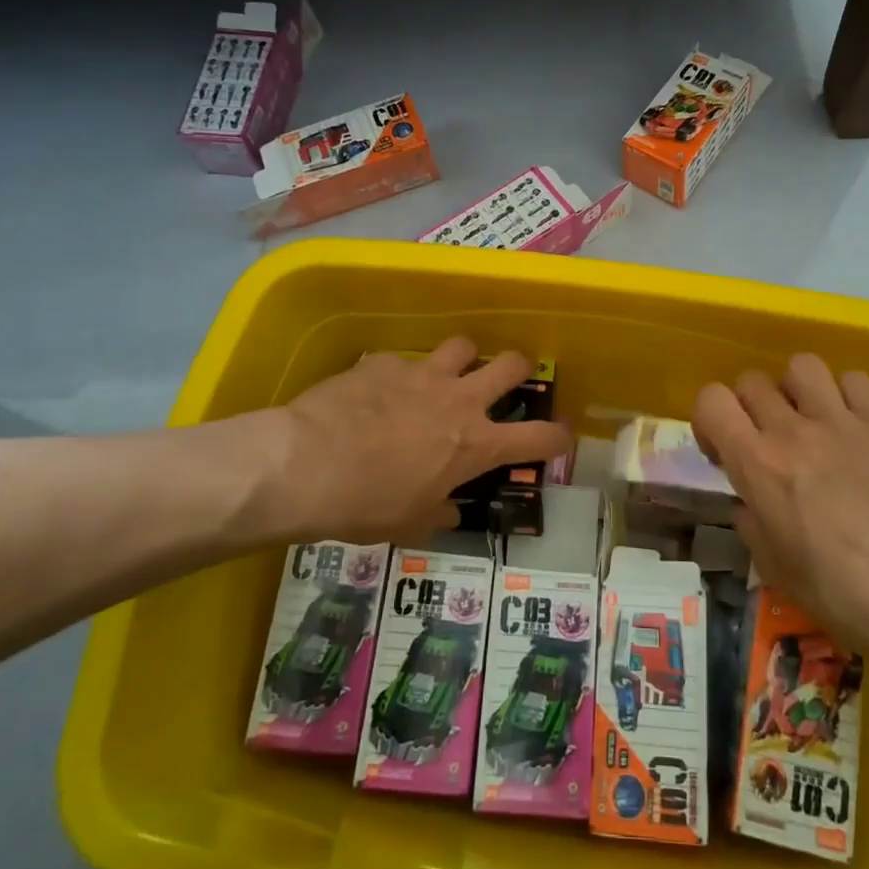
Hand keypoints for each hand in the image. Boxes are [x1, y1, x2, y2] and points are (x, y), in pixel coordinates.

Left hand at [263, 337, 570, 545]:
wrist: (306, 465)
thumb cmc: (367, 505)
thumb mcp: (411, 522)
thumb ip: (439, 513)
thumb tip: (450, 511)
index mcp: (475, 444)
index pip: (539, 439)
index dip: (558, 438)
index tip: (561, 437)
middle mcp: (460, 400)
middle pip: (512, 365)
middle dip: (518, 369)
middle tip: (508, 379)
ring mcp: (422, 374)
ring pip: (463, 346)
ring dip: (461, 359)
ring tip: (446, 373)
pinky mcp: (383, 362)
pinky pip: (401, 361)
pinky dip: (399, 374)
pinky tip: (378, 390)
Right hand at [692, 354, 868, 659]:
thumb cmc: (838, 592)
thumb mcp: (771, 565)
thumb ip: (749, 519)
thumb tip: (749, 501)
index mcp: (758, 464)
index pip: (711, 400)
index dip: (708, 418)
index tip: (723, 450)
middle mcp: (793, 431)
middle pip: (752, 380)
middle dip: (748, 407)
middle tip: (764, 440)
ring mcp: (842, 422)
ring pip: (801, 365)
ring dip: (794, 389)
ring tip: (807, 420)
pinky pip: (854, 380)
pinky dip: (845, 394)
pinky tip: (849, 425)